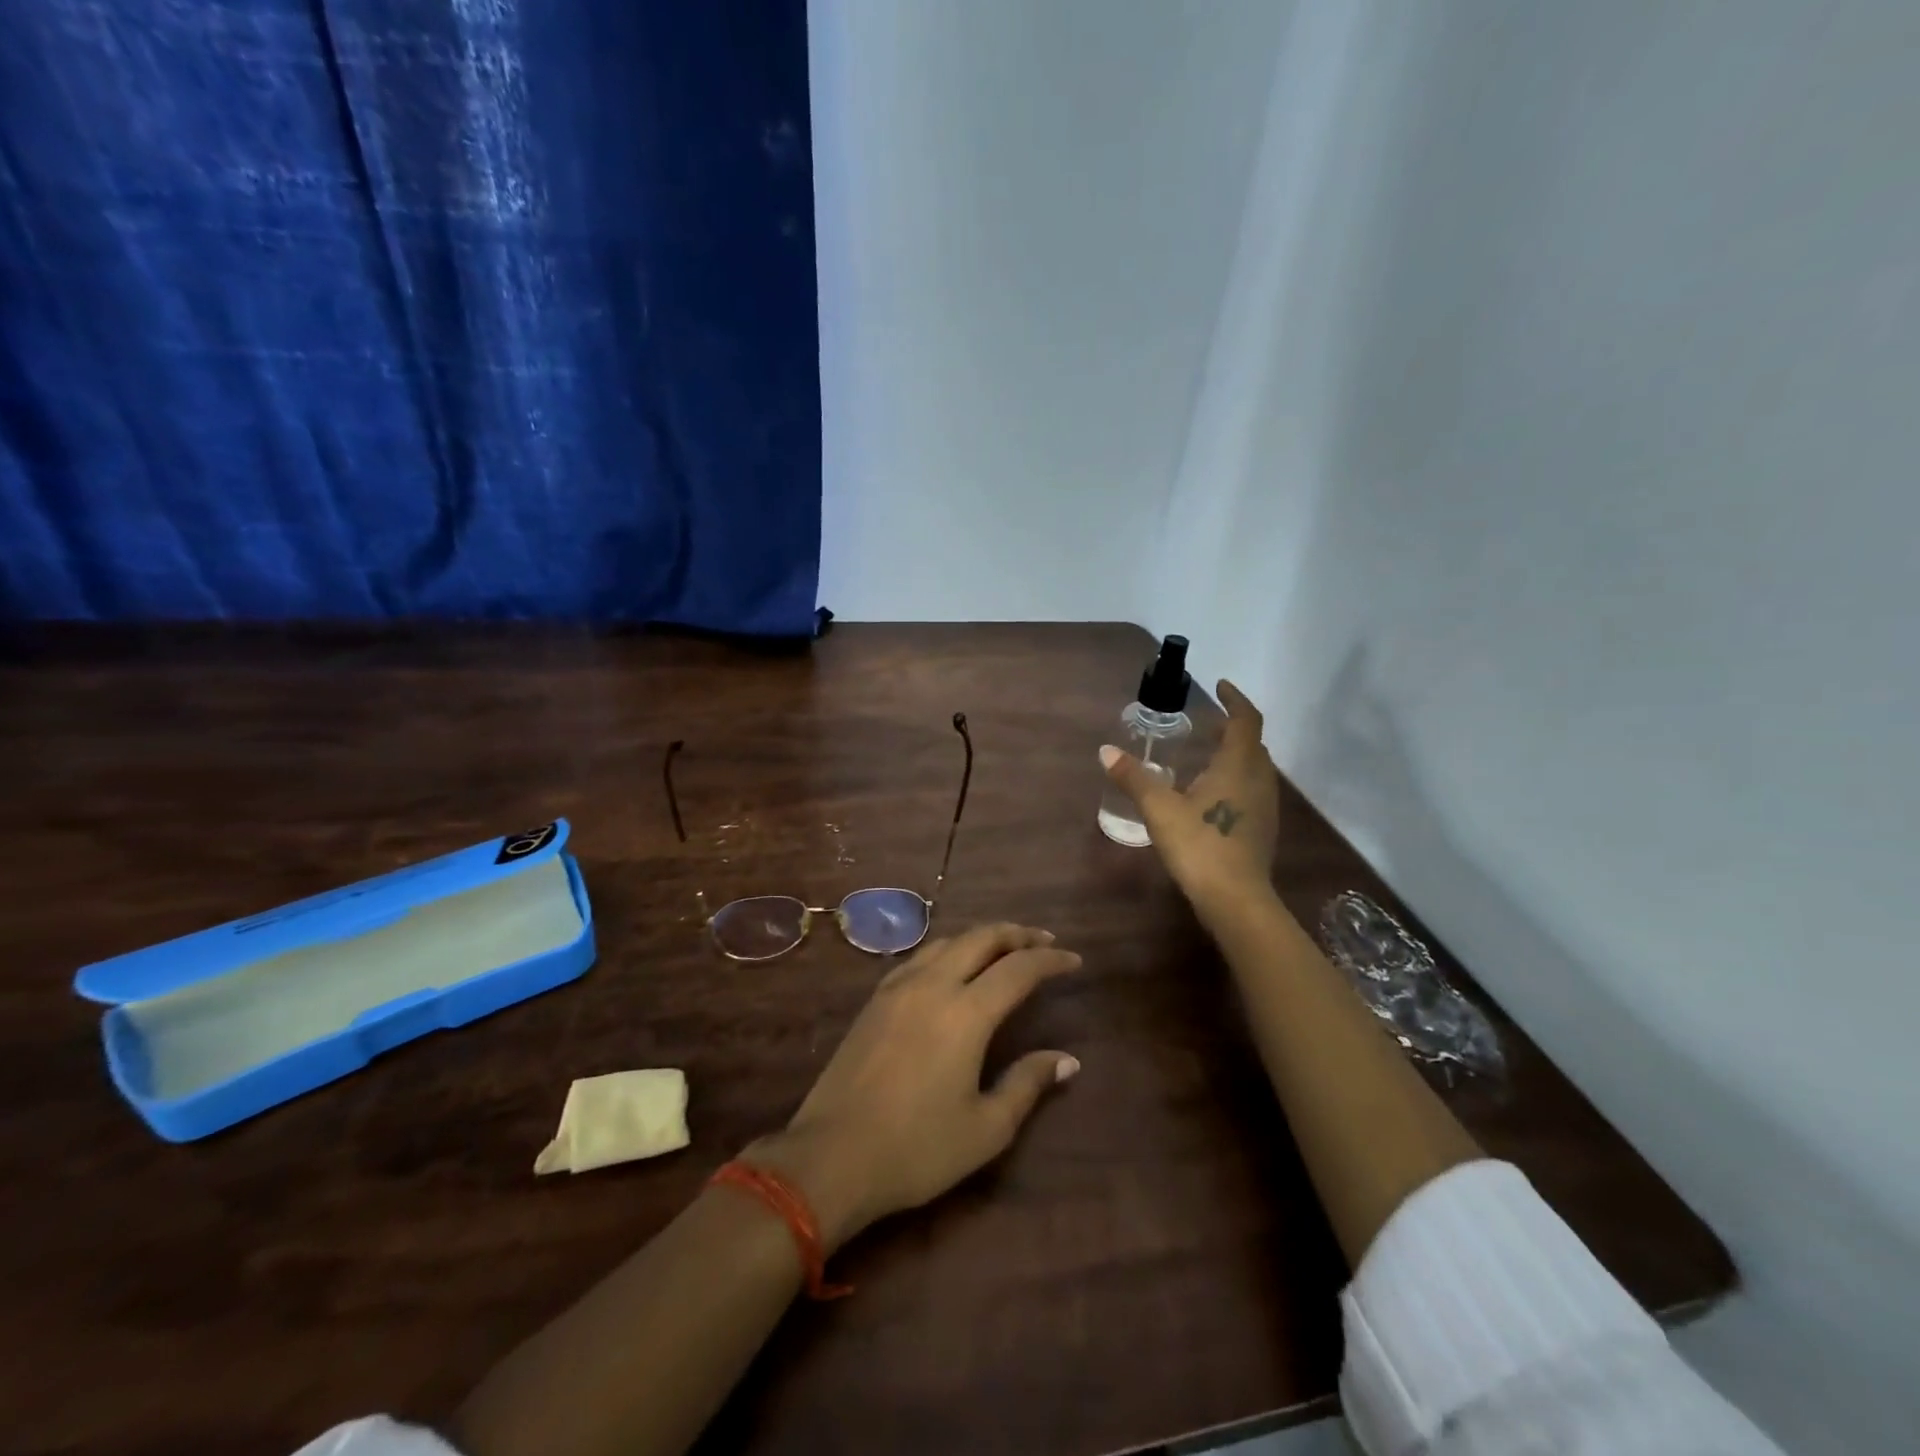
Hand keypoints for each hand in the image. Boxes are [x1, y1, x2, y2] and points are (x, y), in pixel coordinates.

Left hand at [745, 923, 1080, 1251]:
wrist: (831, 1156)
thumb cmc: (917, 1149)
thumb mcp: (986, 1128)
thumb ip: (1027, 1084)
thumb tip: (1067, 1060)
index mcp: (965, 1013)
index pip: (1018, 969)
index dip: (1050, 959)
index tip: (1073, 959)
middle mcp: (933, 985)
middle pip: (981, 938)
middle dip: (1017, 933)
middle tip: (1043, 940)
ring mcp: (898, 987)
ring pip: (947, 941)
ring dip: (981, 937)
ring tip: (1003, 948)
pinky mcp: (875, 999)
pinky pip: (920, 956)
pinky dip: (948, 950)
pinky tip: (952, 967)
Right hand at [1101, 680, 1279, 924]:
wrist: (1236, 900)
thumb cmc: (1200, 846)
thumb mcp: (1159, 809)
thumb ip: (1134, 778)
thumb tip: (1106, 751)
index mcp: (1238, 766)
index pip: (1246, 720)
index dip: (1235, 700)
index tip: (1219, 687)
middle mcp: (1259, 780)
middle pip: (1253, 743)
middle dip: (1233, 728)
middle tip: (1208, 724)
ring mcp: (1265, 807)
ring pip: (1255, 769)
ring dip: (1236, 755)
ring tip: (1207, 756)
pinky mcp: (1262, 830)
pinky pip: (1252, 790)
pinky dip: (1235, 780)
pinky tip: (1211, 796)